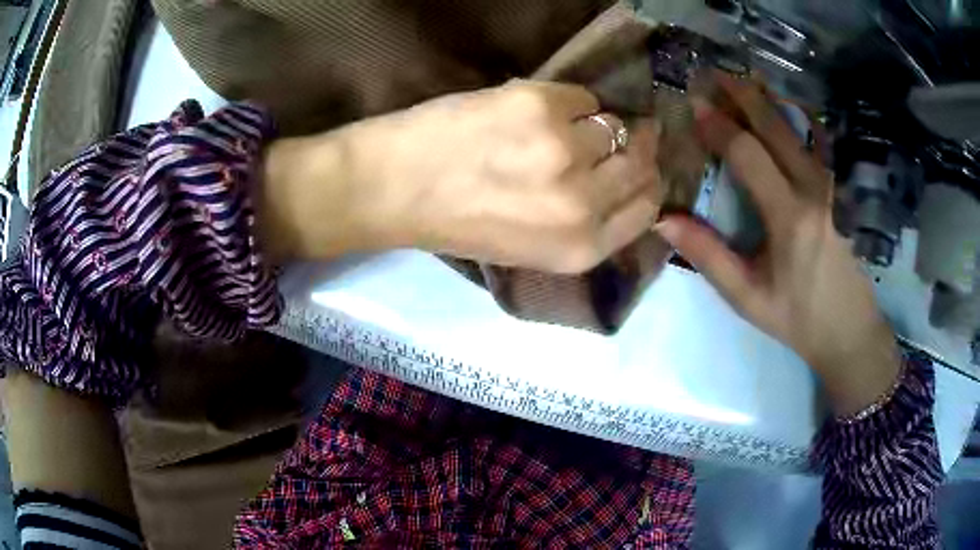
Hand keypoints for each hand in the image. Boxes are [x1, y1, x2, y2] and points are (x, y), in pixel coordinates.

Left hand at [344, 80, 662, 272]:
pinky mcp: (541, 105)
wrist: (397, 186)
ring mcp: (565, 150)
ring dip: (593, 124)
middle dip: (637, 147)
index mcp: (581, 249)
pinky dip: (566, 102)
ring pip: (614, 124)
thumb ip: (585, 223)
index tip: (639, 165)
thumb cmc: (459, 223)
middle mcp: (583, 203)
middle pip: (641, 163)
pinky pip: (582, 95)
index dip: (647, 183)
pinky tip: (532, 112)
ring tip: (555, 128)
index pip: (648, 209)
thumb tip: (626, 178)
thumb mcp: (532, 248)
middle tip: (622, 133)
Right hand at [655, 74, 900, 415]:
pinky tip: (781, 107)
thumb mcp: (748, 297)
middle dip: (741, 95)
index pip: (747, 153)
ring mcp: (832, 184)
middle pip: (774, 126)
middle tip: (712, 74)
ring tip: (741, 80)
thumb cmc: (798, 316)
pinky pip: (815, 140)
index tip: (692, 105)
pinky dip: (795, 116)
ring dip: (766, 99)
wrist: (850, 328)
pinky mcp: (841, 188)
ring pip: (797, 126)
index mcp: (789, 216)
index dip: (717, 125)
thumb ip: (709, 256)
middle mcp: (814, 188)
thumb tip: (664, 221)